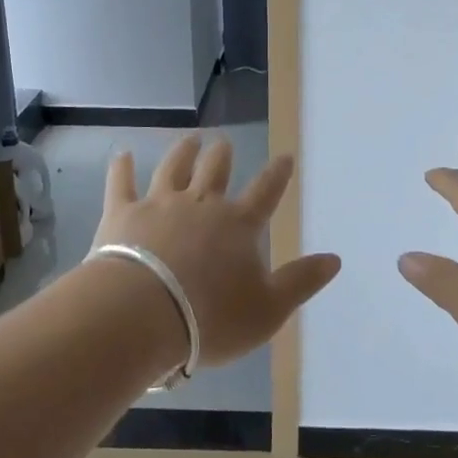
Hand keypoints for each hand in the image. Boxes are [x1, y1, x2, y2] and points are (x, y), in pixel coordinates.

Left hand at [92, 135, 340, 365]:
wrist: (141, 316)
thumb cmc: (210, 319)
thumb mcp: (268, 310)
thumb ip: (301, 281)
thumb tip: (335, 258)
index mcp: (238, 225)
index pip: (265, 192)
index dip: (277, 174)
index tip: (285, 156)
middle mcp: (201, 204)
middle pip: (215, 169)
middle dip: (222, 154)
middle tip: (224, 142)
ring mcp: (159, 204)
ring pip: (174, 167)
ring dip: (183, 151)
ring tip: (190, 139)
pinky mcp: (122, 214)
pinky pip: (122, 183)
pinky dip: (122, 167)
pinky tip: (122, 154)